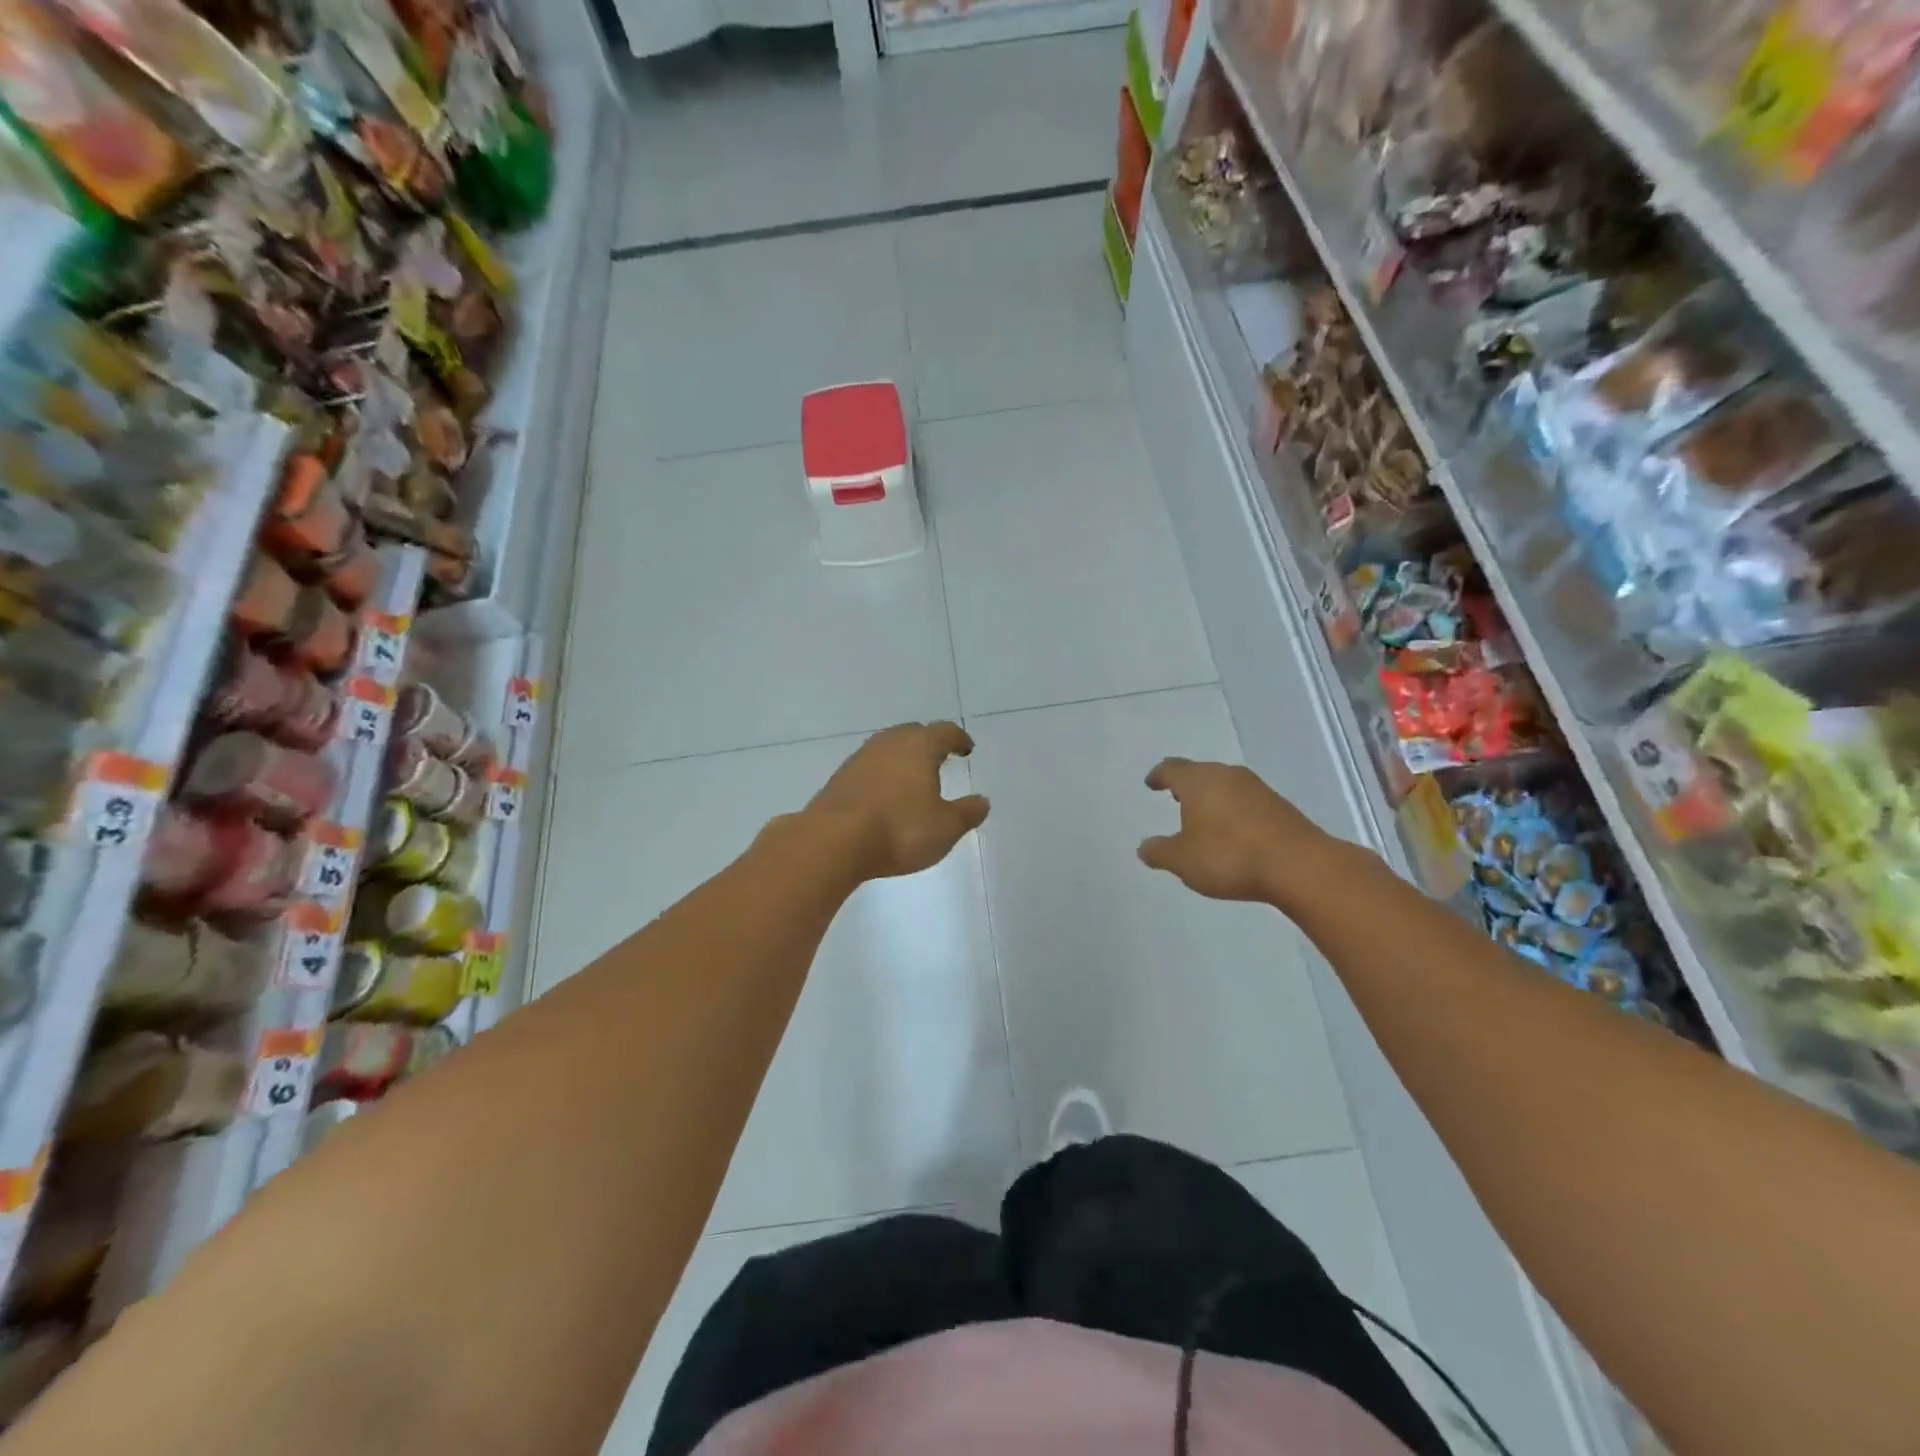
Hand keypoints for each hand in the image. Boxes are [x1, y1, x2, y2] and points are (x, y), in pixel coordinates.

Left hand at [808, 722, 989, 879]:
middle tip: (939, 758)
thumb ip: (967, 813)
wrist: (833, 841)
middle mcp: (888, 743)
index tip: (966, 749)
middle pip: (912, 733)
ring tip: (912, 777)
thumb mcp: (945, 828)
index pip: (944, 732)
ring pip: (887, 748)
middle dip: (928, 743)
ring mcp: (860, 758)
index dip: (958, 739)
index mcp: (919, 746)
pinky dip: (882, 775)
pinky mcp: (839, 778)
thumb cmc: (900, 830)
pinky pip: (869, 768)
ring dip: (902, 758)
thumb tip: (982, 801)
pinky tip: (884, 795)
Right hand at [1138, 758, 1324, 903]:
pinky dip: (1233, 809)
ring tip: (1203, 815)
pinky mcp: (1279, 805)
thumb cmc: (1229, 857)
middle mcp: (1227, 776)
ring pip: (1225, 784)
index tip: (1151, 783)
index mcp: (1199, 782)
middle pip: (1200, 772)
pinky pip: (1246, 800)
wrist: (1299, 865)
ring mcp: (1257, 788)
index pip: (1172, 769)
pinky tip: (1233, 830)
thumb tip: (1145, 846)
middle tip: (1175, 796)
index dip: (1159, 775)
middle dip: (1186, 783)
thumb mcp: (1183, 861)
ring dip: (1211, 797)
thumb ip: (1160, 852)